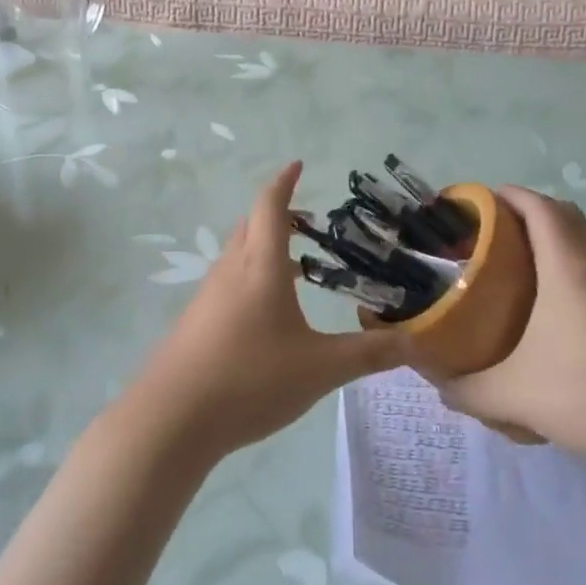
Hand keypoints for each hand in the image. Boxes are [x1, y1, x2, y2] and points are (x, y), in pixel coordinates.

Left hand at [127, 163, 413, 459]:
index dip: (284, 181)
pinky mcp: (196, 321)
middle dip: (277, 212)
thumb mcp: (319, 370)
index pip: (271, 206)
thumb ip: (367, 354)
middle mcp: (231, 269)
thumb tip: (414, 342)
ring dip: (263, 245)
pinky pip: (227, 280)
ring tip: (294, 267)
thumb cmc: (250, 379)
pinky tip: (265, 313)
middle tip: (307, 221)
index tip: (297, 164)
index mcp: (261, 265)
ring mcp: (208, 295)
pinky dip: (250, 275)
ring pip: (237, 252)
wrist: (171, 419)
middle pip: (251, 223)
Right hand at [437, 186, 585, 474]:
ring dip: (555, 236)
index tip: (478, 205)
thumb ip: (470, 390)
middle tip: (493, 235)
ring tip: (521, 265)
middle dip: (527, 212)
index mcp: (567, 263)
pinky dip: (575, 263)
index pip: (538, 205)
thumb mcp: (517, 395)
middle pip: (562, 213)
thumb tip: (440, 386)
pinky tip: (560, 305)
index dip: (507, 195)